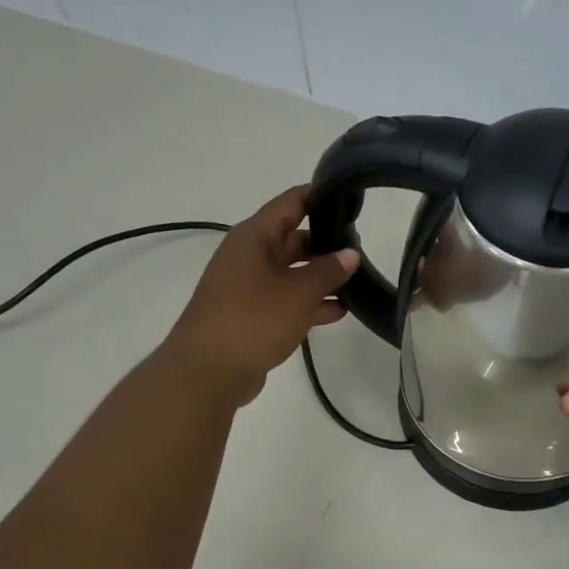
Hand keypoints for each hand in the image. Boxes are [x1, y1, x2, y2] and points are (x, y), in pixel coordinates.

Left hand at [164, 186, 358, 406]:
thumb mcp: (299, 292)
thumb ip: (328, 270)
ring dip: (321, 277)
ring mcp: (248, 287)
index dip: (320, 196)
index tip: (350, 199)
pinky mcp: (251, 315)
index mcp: (254, 238)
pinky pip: (286, 299)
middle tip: (361, 249)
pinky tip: (339, 312)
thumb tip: (350, 254)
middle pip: (293, 239)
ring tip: (358, 282)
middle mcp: (249, 256)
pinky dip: (310, 303)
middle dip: (326, 243)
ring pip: (291, 272)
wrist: (207, 371)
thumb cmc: (253, 319)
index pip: (291, 203)